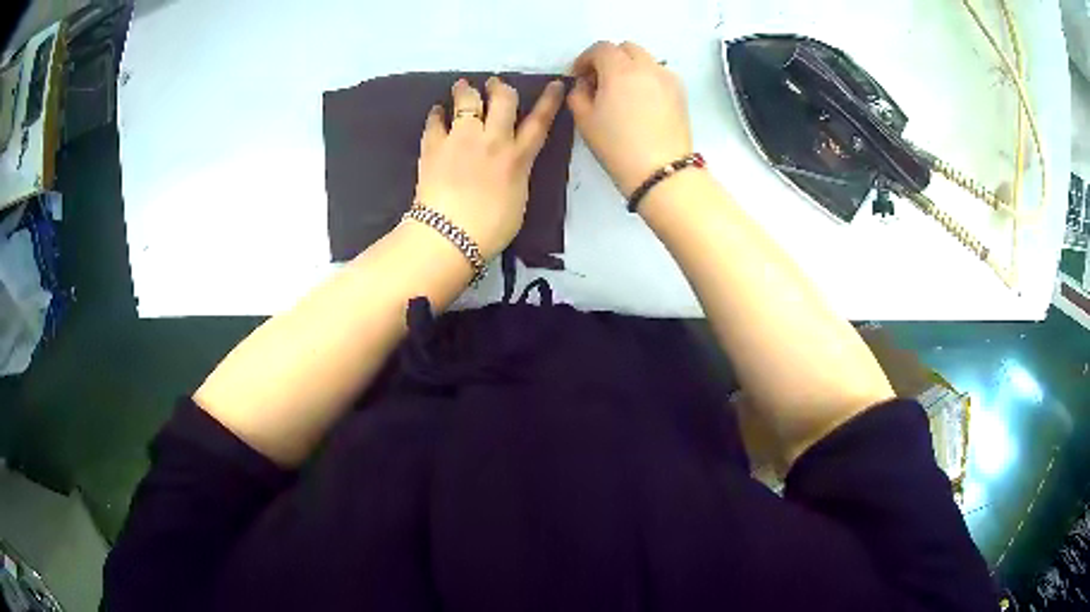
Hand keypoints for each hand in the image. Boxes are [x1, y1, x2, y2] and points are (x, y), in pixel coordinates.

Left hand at [414, 77, 564, 259]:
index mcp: (517, 157)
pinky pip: (435, 122)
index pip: (539, 121)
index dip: (549, 100)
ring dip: (466, 90)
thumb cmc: (490, 229)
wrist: (449, 236)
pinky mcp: (434, 146)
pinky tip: (437, 111)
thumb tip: (511, 161)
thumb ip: (516, 172)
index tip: (554, 84)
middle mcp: (492, 140)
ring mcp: (461, 139)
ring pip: (467, 101)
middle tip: (494, 84)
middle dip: (501, 88)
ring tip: (463, 85)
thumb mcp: (518, 199)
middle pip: (503, 100)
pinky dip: (437, 114)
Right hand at [568, 41, 692, 198]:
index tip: (579, 75)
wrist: (661, 171)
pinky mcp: (680, 93)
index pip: (601, 48)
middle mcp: (647, 66)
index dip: (585, 59)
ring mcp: (667, 78)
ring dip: (630, 66)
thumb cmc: (617, 146)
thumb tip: (585, 83)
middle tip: (599, 80)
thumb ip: (578, 94)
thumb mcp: (585, 120)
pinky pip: (660, 74)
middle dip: (610, 58)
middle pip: (626, 48)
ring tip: (621, 91)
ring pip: (645, 59)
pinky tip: (641, 100)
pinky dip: (647, 77)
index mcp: (621, 70)